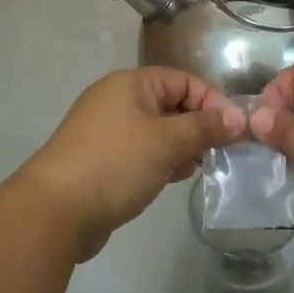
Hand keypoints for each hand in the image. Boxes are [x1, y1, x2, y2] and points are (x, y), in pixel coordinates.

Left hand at [18, 68, 244, 260]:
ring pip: (159, 132)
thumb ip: (204, 127)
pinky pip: (143, 153)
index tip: (235, 130)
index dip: (212, 101)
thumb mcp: (166, 141)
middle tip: (225, 152)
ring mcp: (109, 132)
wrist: (54, 212)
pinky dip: (163, 162)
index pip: (183, 80)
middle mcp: (119, 101)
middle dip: (200, 126)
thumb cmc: (114, 163)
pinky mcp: (104, 162)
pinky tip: (177, 178)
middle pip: (171, 104)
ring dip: (183, 146)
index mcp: (130, 84)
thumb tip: (239, 117)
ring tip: (204, 167)